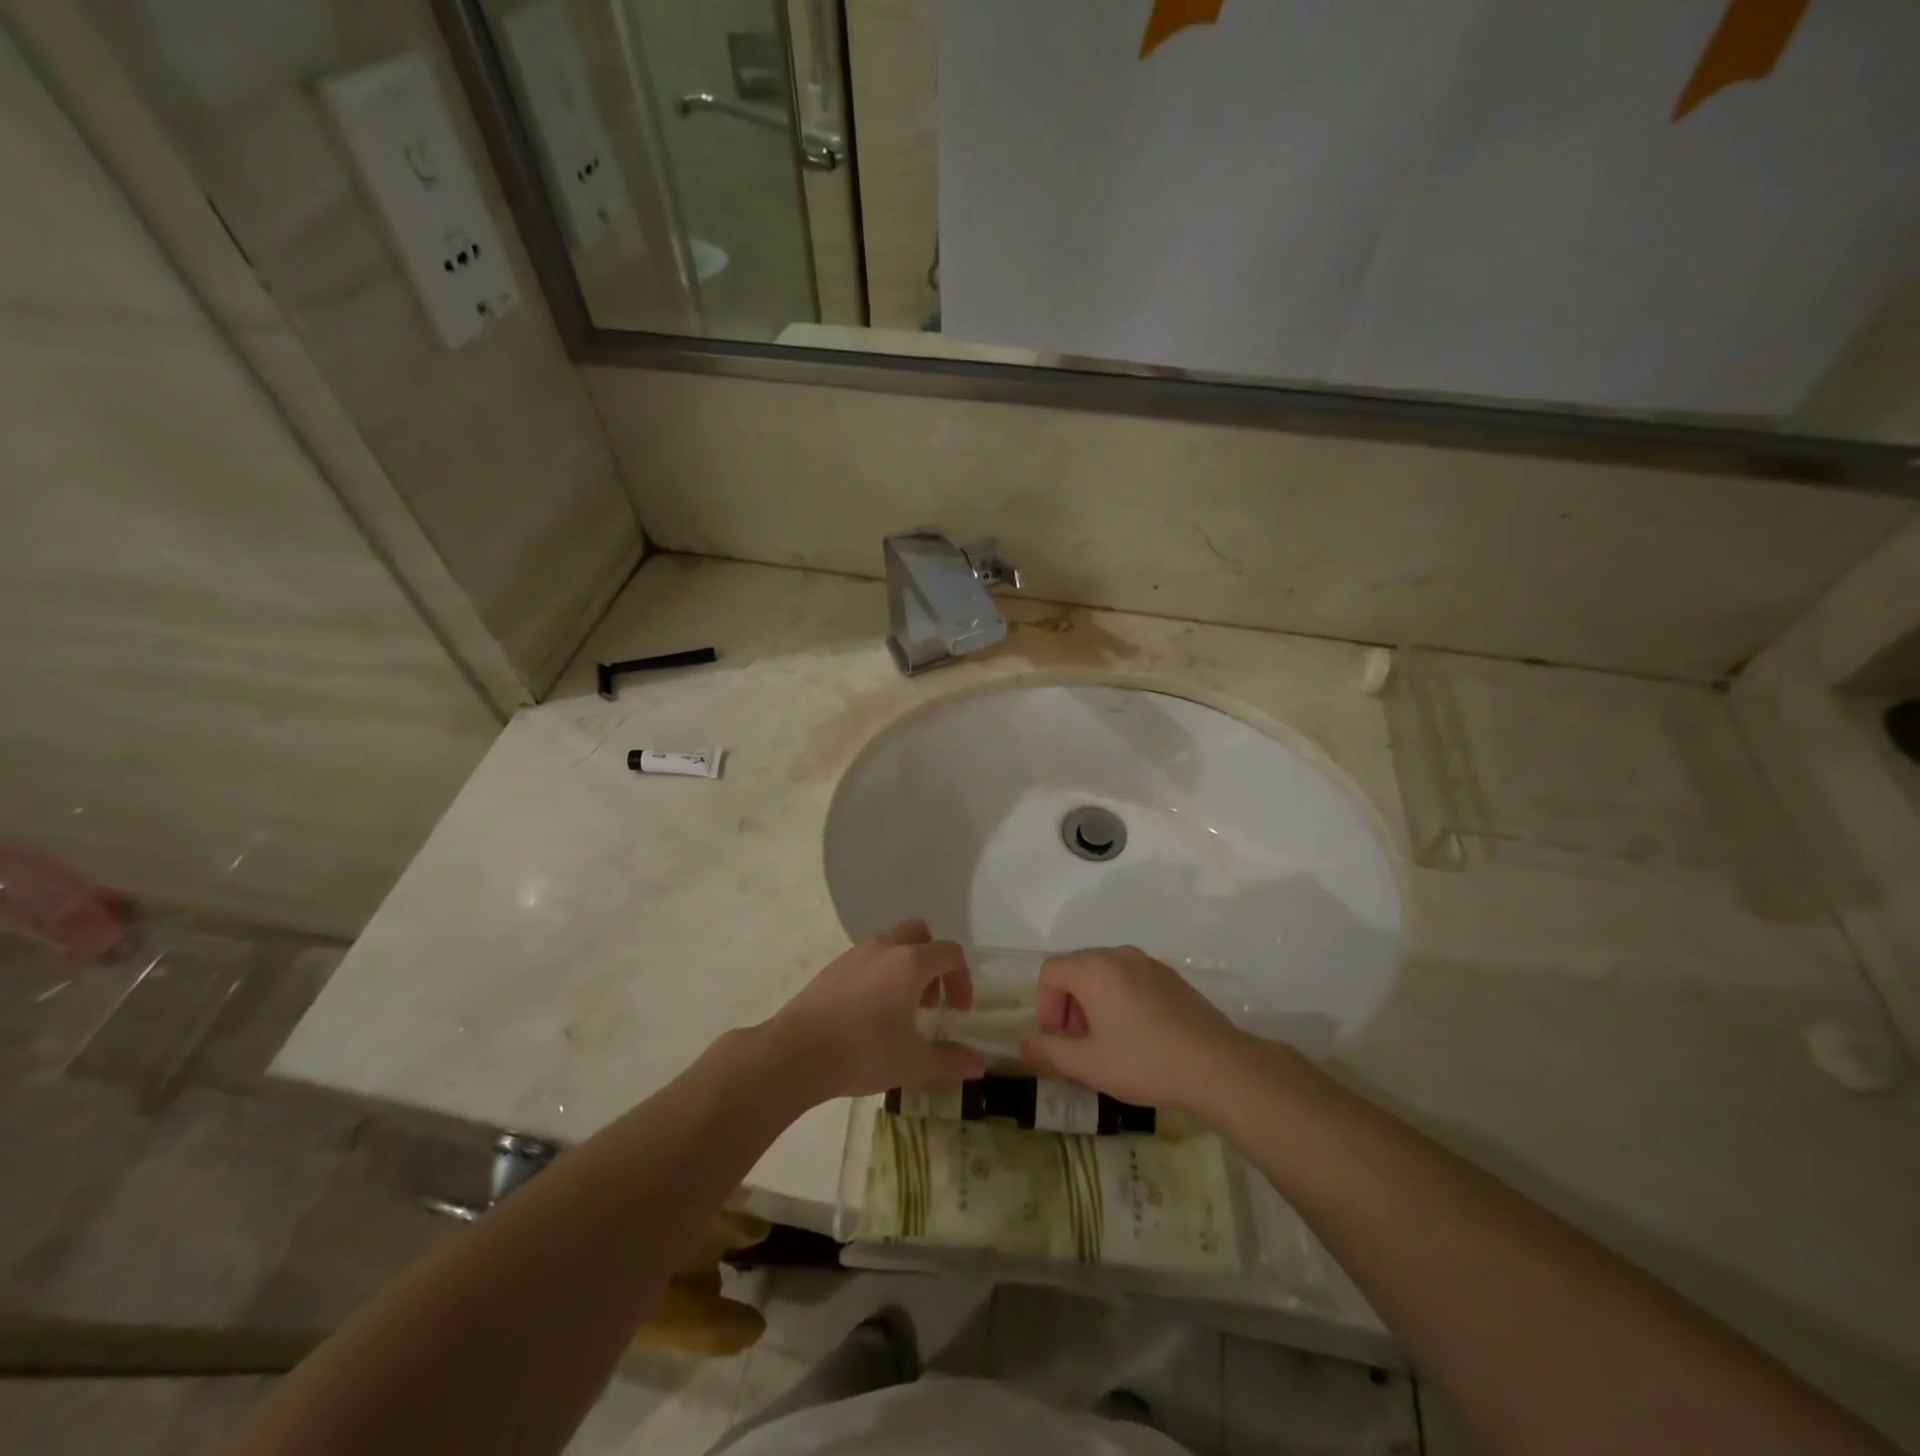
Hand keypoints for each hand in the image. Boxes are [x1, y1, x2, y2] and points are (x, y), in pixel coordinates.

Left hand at [768, 921, 985, 1101]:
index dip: (962, 979)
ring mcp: (855, 954)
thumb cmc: (862, 1052)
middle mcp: (884, 948)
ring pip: (892, 944)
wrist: (795, 1053)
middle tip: (930, 1001)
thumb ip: (949, 1061)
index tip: (958, 1011)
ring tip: (901, 1010)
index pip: (950, 953)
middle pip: (920, 934)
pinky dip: (880, 974)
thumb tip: (979, 1065)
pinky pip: (868, 958)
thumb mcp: (912, 1063)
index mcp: (910, 963)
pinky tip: (870, 1013)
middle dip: (933, 962)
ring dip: (906, 967)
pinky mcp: (832, 967)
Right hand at [1018, 946, 1247, 1110]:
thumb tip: (1023, 1047)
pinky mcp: (1171, 977)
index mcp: (1093, 968)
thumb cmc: (1143, 1061)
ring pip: (1105, 975)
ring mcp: (1148, 963)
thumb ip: (1050, 1053)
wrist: (1216, 1065)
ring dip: (1095, 1004)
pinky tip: (1138, 1037)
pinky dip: (1121, 1000)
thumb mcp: (1089, 1065)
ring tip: (1109, 1044)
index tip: (1057, 1040)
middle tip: (1080, 1045)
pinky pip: (1132, 980)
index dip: (1045, 1006)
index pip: (1050, 972)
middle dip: (1069, 1006)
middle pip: (1077, 970)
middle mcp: (1118, 955)